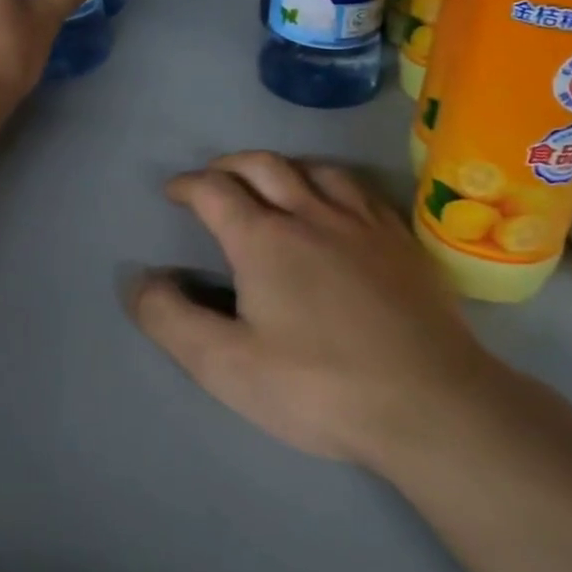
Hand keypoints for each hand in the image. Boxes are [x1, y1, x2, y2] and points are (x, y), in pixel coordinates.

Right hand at [128, 152, 513, 468]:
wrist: (431, 406)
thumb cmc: (318, 387)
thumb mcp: (225, 365)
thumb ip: (171, 319)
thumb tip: (139, 280)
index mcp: (263, 239)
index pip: (213, 191)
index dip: (187, 185)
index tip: (173, 192)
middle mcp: (310, 214)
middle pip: (262, 165)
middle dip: (229, 165)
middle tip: (213, 178)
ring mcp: (362, 224)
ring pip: (314, 169)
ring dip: (282, 167)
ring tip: (271, 182)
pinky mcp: (401, 243)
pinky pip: (360, 191)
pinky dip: (332, 183)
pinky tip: (337, 204)